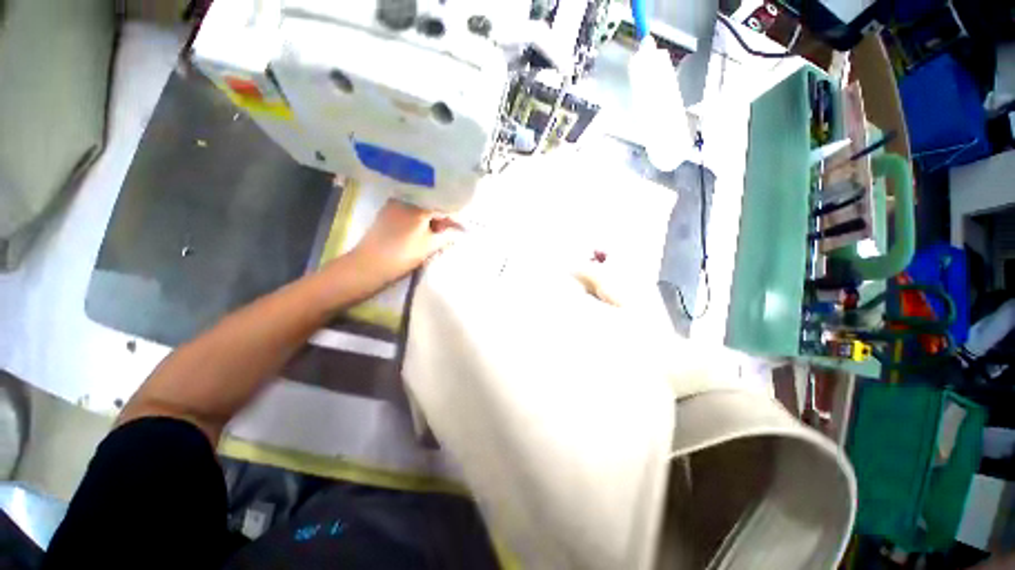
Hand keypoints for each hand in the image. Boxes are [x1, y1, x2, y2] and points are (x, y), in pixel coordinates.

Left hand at [347, 199, 461, 286]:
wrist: (370, 264)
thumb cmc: (403, 254)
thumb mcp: (430, 246)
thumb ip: (447, 236)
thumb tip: (460, 232)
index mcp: (418, 205)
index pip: (443, 207)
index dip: (455, 218)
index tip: (463, 228)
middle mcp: (406, 199)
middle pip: (431, 205)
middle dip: (442, 217)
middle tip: (451, 231)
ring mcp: (394, 204)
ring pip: (419, 208)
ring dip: (431, 218)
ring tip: (438, 232)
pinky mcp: (386, 212)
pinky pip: (408, 211)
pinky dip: (419, 219)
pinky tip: (423, 229)